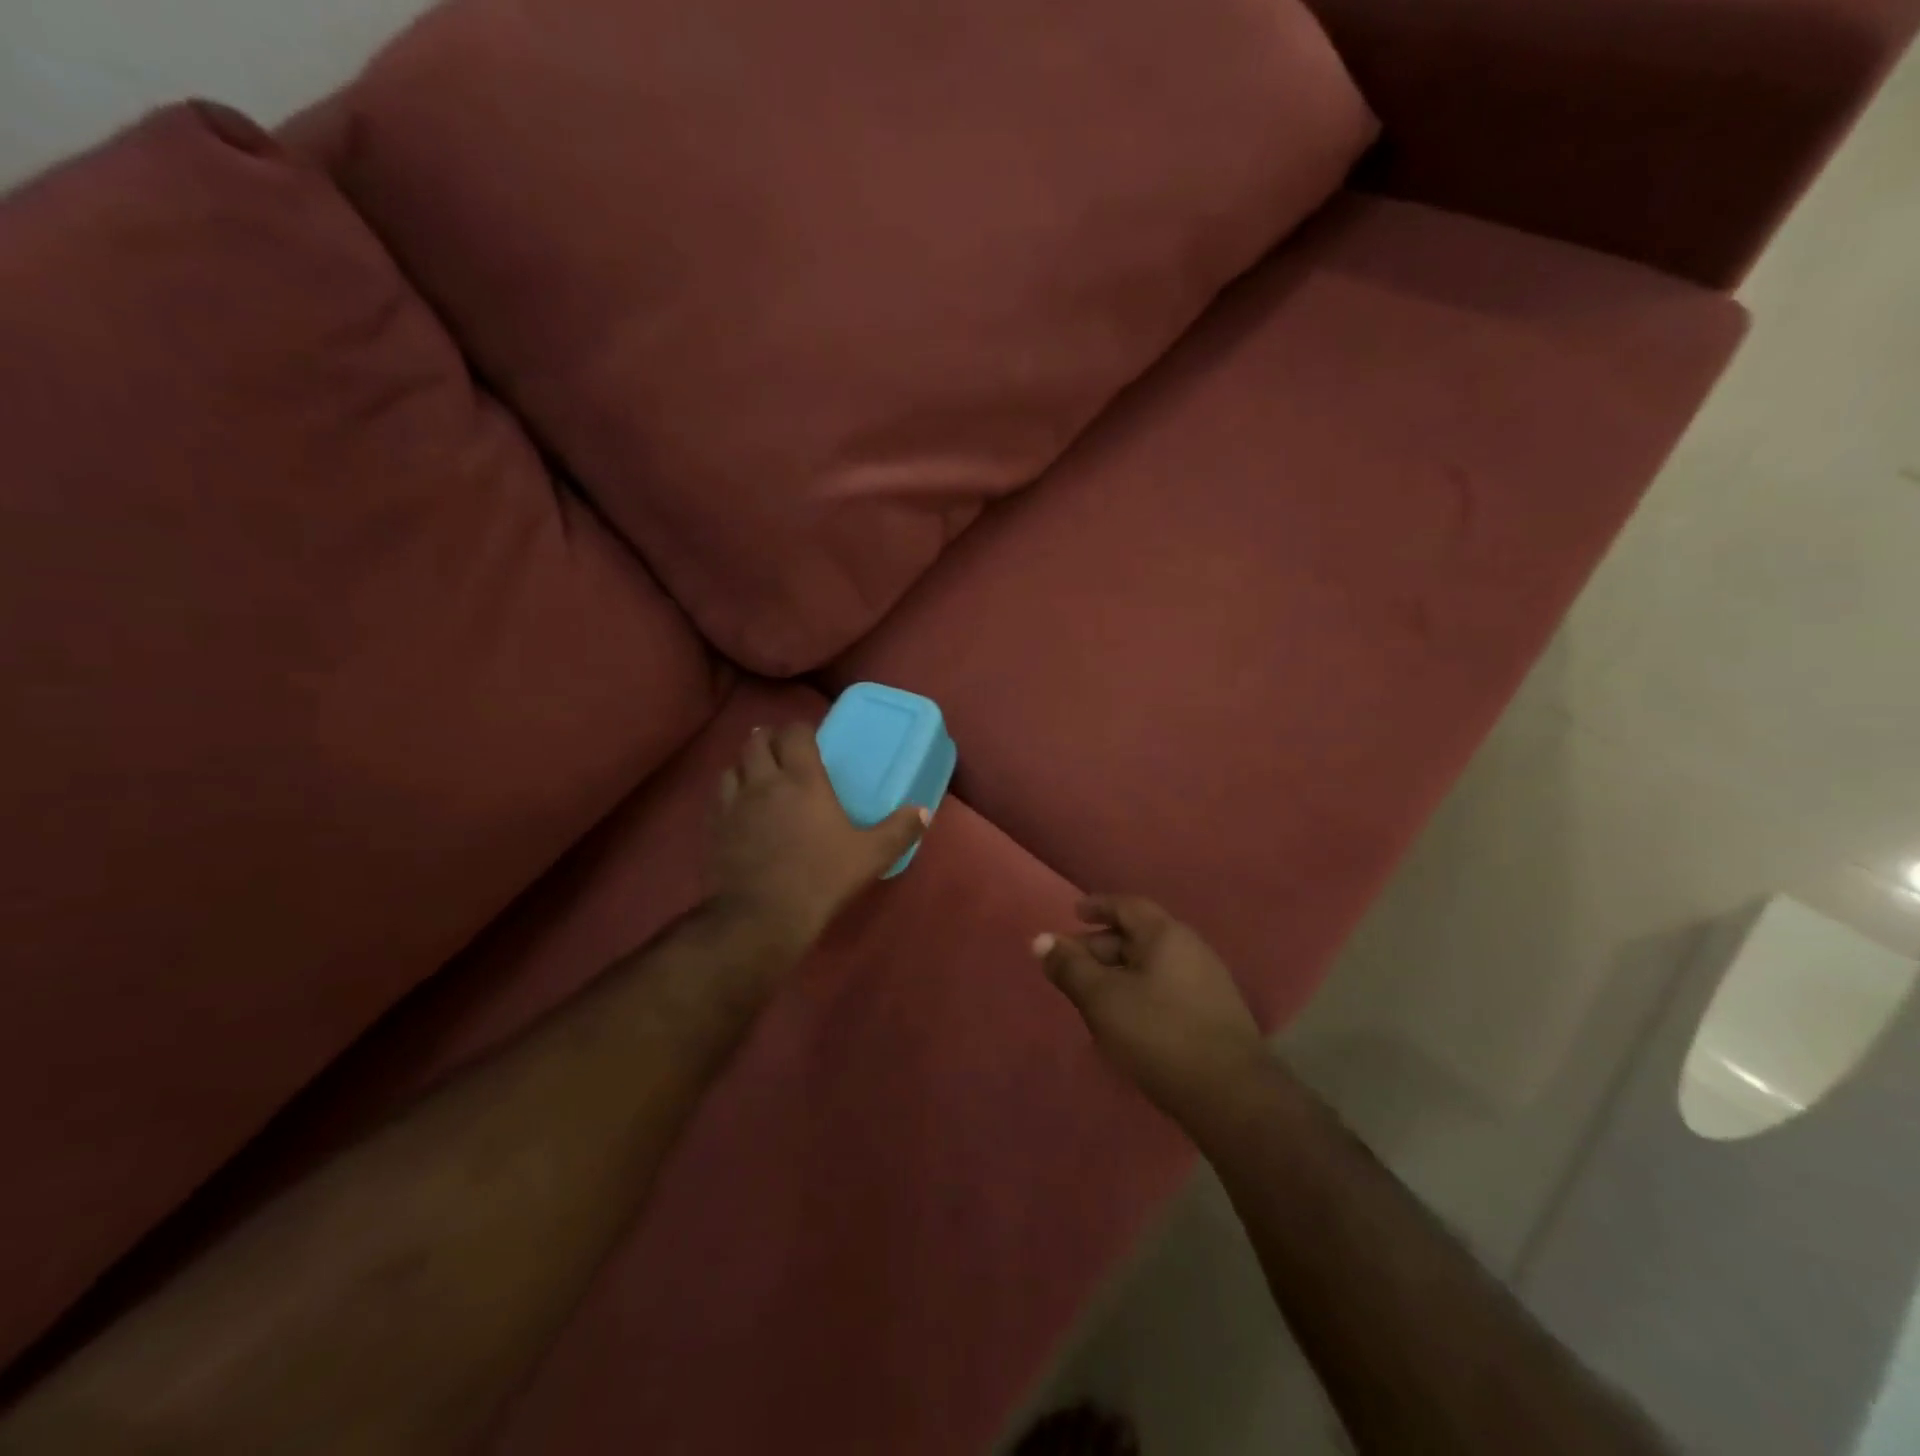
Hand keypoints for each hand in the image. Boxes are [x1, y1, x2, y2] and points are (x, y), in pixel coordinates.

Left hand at [712, 723, 928, 952]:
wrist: (763, 916)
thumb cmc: (822, 878)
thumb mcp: (871, 855)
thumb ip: (899, 830)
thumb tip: (924, 812)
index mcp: (803, 780)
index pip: (795, 734)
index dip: (802, 730)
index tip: (811, 738)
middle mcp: (765, 781)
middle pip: (757, 741)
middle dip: (770, 738)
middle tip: (784, 750)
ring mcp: (735, 803)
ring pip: (733, 765)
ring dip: (746, 763)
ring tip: (759, 774)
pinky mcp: (716, 827)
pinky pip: (720, 795)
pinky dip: (730, 791)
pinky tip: (740, 807)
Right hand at [1035, 896, 1266, 1119]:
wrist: (1232, 1096)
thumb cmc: (1160, 1035)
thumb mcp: (1103, 999)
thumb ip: (1070, 968)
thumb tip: (1041, 940)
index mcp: (1166, 935)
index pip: (1127, 906)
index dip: (1098, 906)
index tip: (1075, 912)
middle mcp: (1191, 949)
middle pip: (1139, 936)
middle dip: (1102, 946)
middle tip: (1071, 964)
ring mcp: (1207, 983)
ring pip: (1152, 966)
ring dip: (1119, 973)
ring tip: (1092, 995)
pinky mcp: (1214, 1015)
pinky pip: (1167, 988)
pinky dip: (1139, 992)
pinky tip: (1125, 1020)